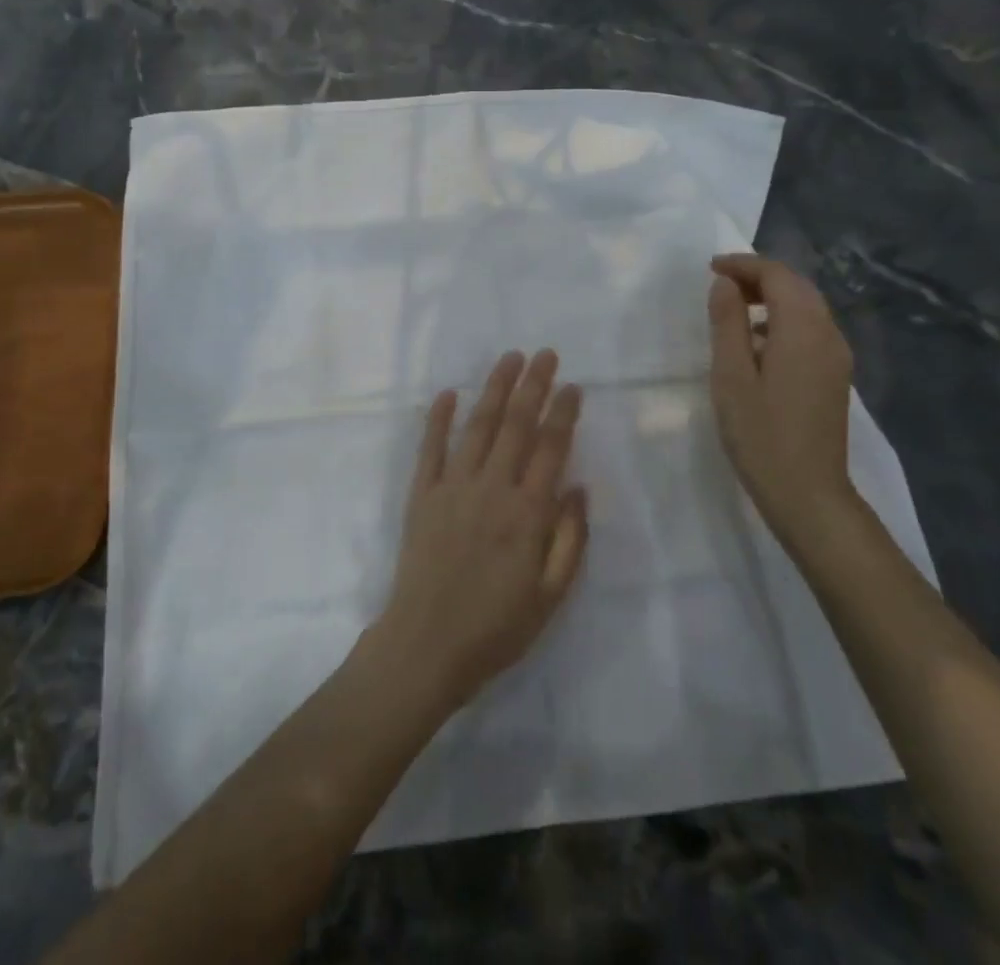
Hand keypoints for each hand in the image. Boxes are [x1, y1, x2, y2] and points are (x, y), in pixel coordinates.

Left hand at [373, 349, 588, 713]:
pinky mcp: (422, 494)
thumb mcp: (550, 596)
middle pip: (516, 425)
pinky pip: (430, 447)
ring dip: (493, 388)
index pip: (551, 448)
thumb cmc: (496, 628)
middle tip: (545, 354)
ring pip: (478, 426)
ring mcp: (453, 486)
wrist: (426, 645)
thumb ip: (569, 539)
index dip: (563, 413)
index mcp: (527, 513)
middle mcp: (492, 488)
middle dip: (533, 385)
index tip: (573, 386)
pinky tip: (447, 393)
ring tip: (508, 358)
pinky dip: (438, 418)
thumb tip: (577, 487)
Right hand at [706, 255, 856, 541]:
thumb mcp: (731, 375)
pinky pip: (810, 330)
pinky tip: (756, 341)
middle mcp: (829, 335)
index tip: (710, 268)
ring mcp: (836, 357)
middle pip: (797, 287)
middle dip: (759, 276)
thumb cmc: (761, 434)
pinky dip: (783, 319)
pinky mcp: (834, 376)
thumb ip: (727, 323)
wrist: (808, 494)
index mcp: (803, 330)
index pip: (778, 276)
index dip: (744, 265)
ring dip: (772, 296)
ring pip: (806, 307)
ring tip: (733, 307)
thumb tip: (725, 284)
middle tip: (719, 282)